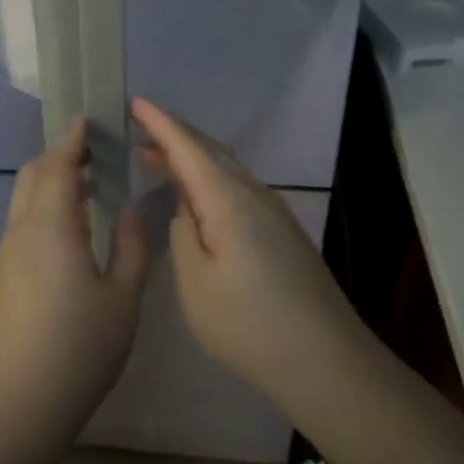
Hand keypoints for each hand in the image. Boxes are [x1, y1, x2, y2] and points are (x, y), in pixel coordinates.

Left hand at [0, 118, 150, 448]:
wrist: (19, 404)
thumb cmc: (79, 349)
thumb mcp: (123, 299)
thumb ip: (133, 247)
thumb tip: (135, 208)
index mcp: (51, 226)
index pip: (59, 166)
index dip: (73, 140)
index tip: (88, 120)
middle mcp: (22, 230)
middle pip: (34, 175)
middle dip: (60, 156)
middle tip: (93, 154)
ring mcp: (7, 253)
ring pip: (24, 199)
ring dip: (51, 182)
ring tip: (88, 187)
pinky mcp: (3, 275)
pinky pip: (22, 222)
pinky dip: (44, 207)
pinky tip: (72, 230)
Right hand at [132, 97, 362, 406]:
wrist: (328, 362)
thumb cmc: (250, 325)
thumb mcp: (196, 283)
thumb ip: (183, 234)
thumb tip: (187, 208)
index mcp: (228, 199)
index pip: (187, 148)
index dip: (160, 123)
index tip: (135, 102)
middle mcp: (254, 194)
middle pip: (210, 150)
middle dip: (173, 136)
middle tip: (138, 130)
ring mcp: (273, 211)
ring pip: (225, 168)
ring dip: (191, 158)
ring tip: (158, 159)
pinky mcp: (282, 231)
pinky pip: (237, 186)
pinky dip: (209, 179)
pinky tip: (197, 197)